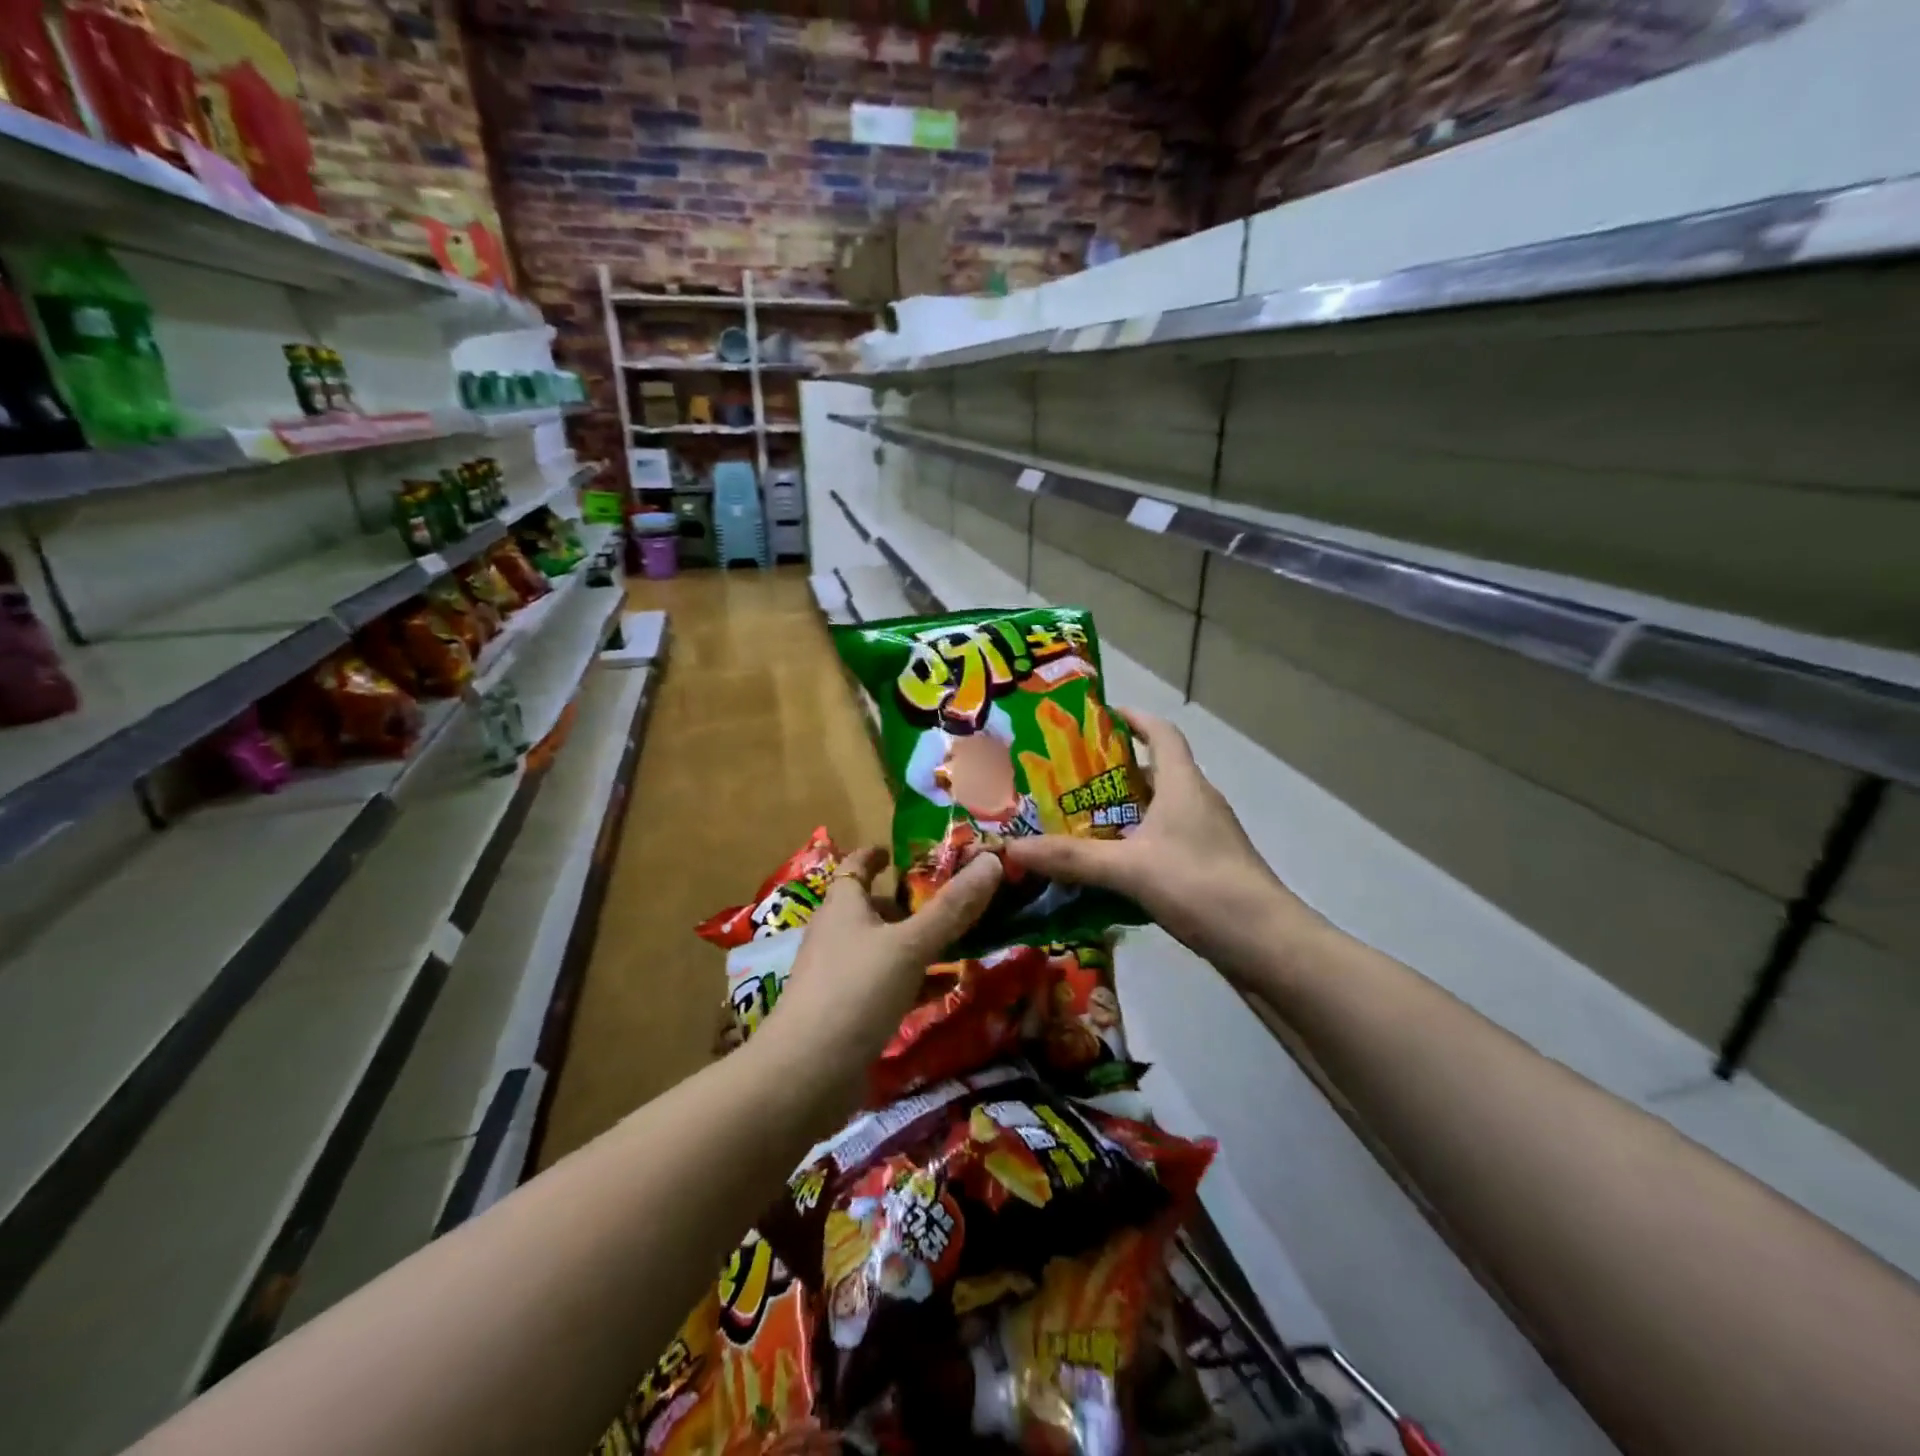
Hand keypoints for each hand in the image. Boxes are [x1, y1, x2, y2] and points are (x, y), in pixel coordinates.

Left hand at [754, 846, 1000, 1113]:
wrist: (807, 1074)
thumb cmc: (856, 991)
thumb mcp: (910, 945)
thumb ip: (952, 908)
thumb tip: (993, 859)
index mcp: (843, 906)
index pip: (856, 868)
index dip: (875, 856)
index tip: (898, 853)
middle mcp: (836, 935)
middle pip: (870, 909)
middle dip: (905, 904)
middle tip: (948, 902)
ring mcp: (838, 976)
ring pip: (880, 948)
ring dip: (912, 944)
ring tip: (954, 944)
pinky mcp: (846, 1013)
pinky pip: (884, 986)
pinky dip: (911, 982)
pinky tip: (942, 991)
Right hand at [1003, 709, 1315, 979]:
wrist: (1266, 943)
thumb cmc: (1201, 886)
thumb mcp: (1130, 869)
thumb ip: (1071, 858)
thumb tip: (1011, 849)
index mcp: (1184, 785)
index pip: (1162, 733)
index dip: (1134, 719)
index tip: (1100, 716)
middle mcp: (1197, 802)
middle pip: (1154, 772)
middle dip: (1112, 772)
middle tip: (1066, 779)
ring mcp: (1206, 837)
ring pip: (1157, 811)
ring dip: (1122, 812)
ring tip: (1077, 821)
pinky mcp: (1207, 868)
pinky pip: (1163, 843)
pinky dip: (1134, 845)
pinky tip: (1107, 868)